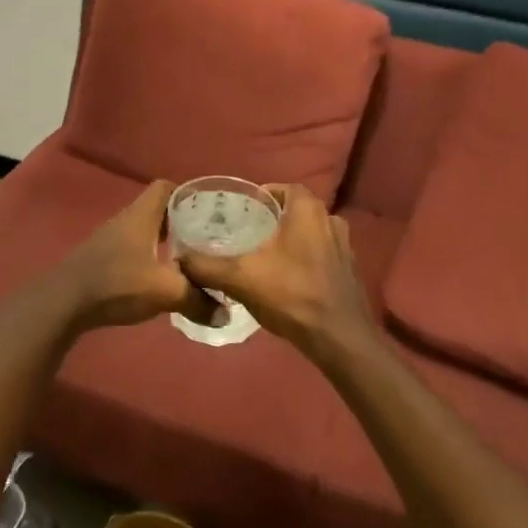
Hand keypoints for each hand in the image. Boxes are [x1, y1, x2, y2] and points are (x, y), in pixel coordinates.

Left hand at [48, 180, 220, 331]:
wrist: (63, 302)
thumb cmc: (116, 283)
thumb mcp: (165, 292)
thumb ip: (198, 300)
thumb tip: (226, 314)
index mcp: (141, 215)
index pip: (166, 187)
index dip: (187, 194)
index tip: (208, 211)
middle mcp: (126, 220)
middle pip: (158, 209)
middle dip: (182, 221)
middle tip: (206, 238)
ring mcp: (111, 240)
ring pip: (145, 231)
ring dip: (165, 241)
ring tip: (189, 259)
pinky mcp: (102, 259)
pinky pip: (133, 249)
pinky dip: (150, 257)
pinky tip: (160, 278)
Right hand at [177, 186, 373, 364]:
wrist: (340, 339)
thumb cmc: (291, 295)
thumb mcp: (240, 278)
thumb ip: (206, 266)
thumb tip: (179, 260)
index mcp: (308, 210)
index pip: (283, 188)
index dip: (262, 196)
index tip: (242, 211)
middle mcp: (331, 220)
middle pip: (296, 211)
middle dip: (274, 220)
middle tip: (248, 234)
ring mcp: (344, 247)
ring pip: (310, 234)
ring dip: (290, 241)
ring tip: (264, 257)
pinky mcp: (349, 272)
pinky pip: (322, 256)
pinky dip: (304, 261)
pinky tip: (287, 280)